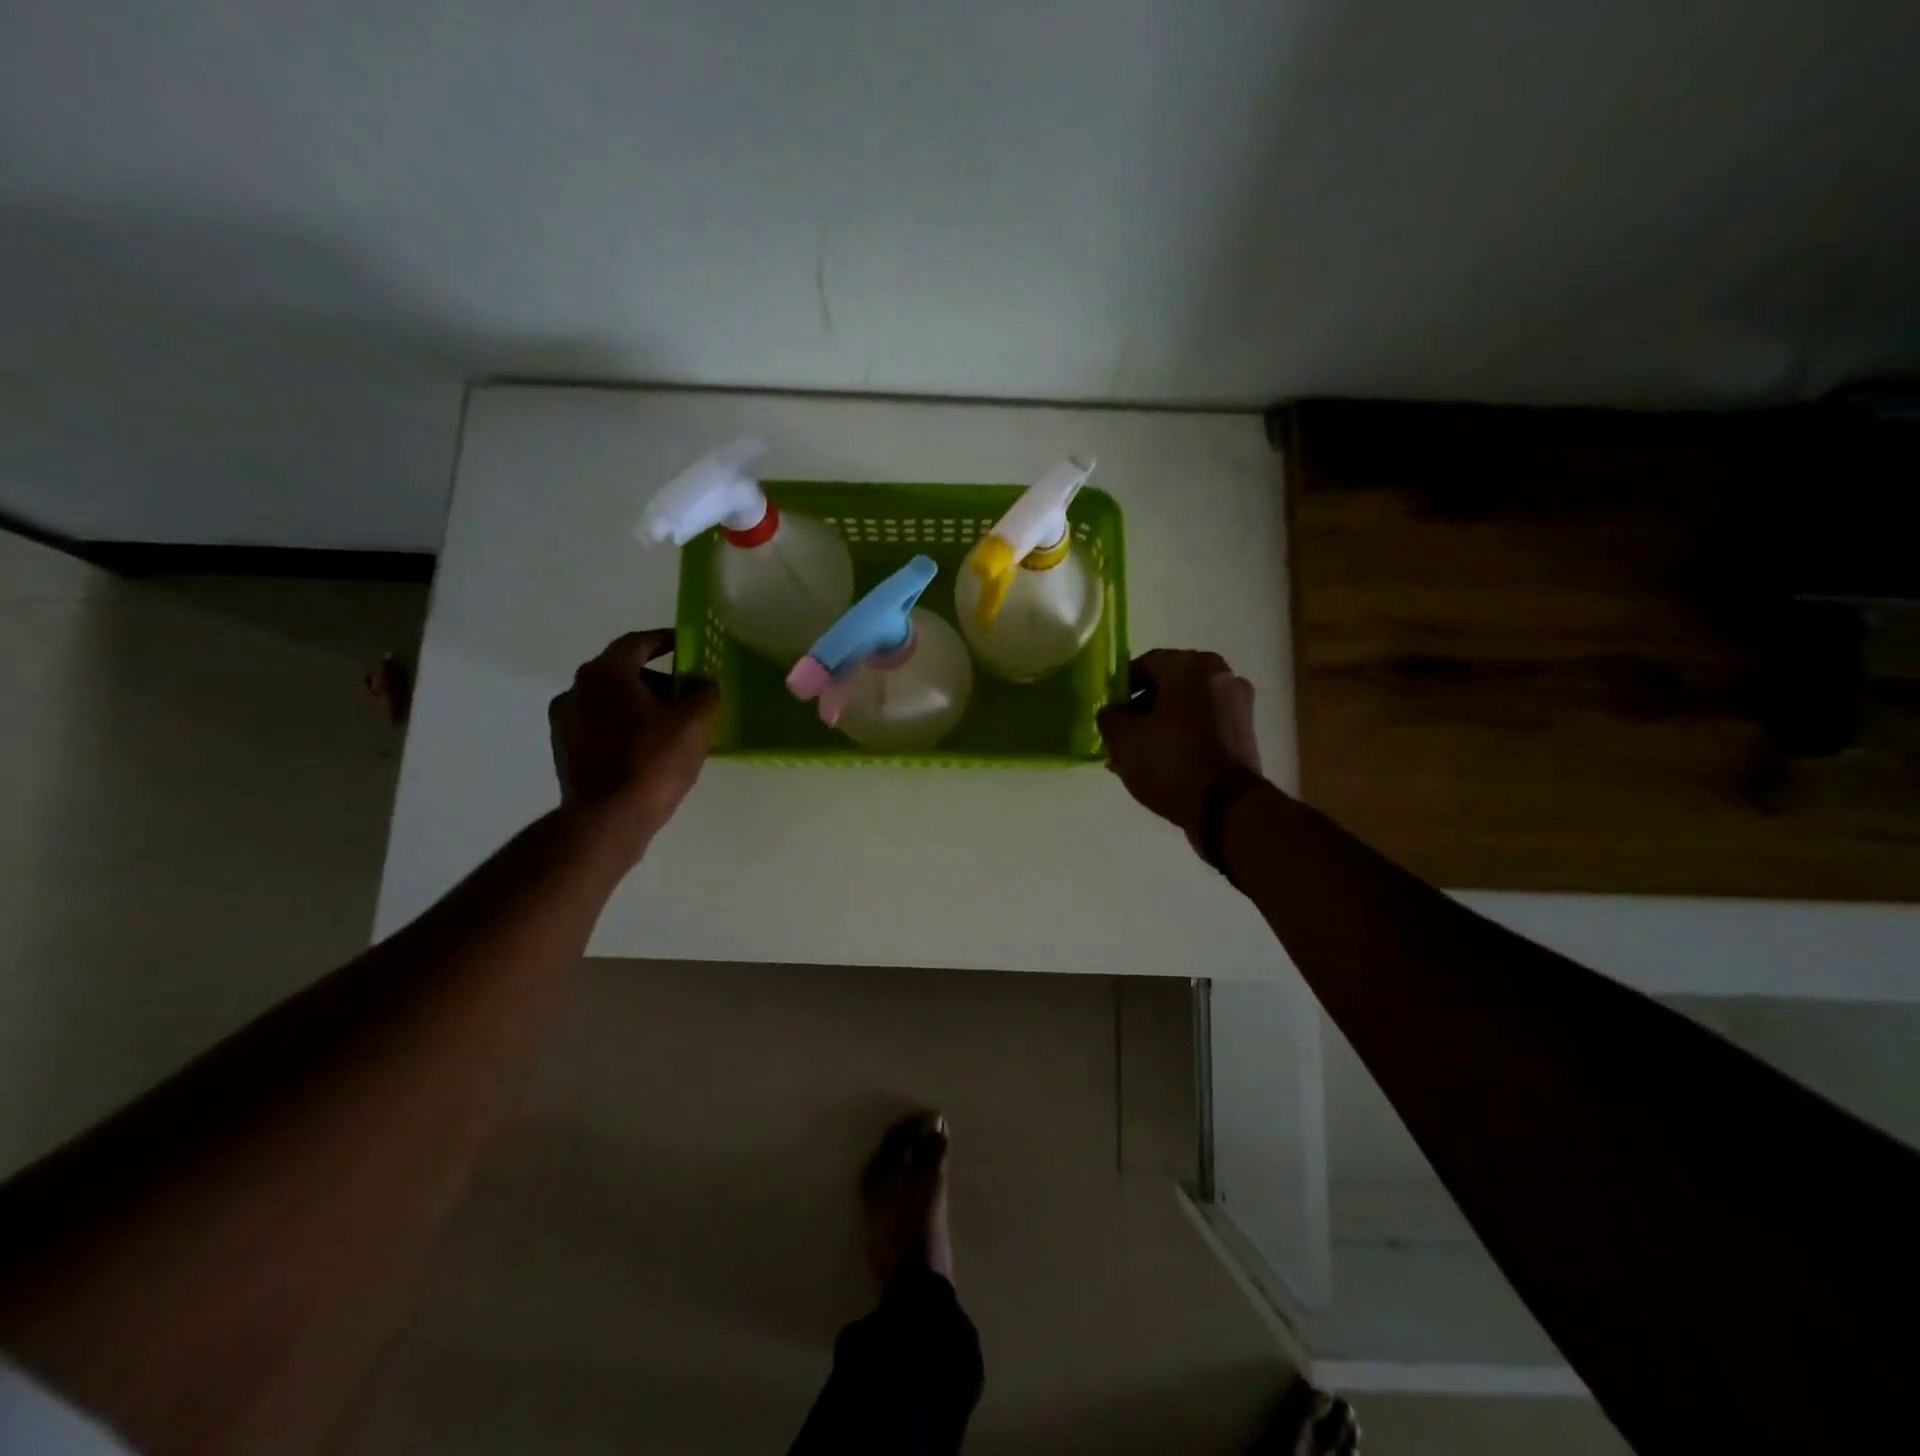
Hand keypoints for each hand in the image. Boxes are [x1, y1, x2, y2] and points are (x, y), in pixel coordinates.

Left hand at [548, 630, 718, 857]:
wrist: (607, 820)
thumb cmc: (652, 762)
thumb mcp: (694, 723)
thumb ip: (704, 693)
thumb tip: (702, 684)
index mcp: (605, 673)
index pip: (638, 642)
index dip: (666, 640)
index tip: (687, 646)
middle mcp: (576, 690)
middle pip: (623, 672)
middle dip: (657, 680)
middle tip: (687, 695)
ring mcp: (565, 722)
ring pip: (611, 702)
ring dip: (640, 706)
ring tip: (671, 728)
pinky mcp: (564, 752)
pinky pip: (601, 727)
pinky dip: (625, 729)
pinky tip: (648, 751)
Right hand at [1096, 649, 1264, 844]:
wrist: (1225, 806)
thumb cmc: (1170, 761)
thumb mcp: (1122, 739)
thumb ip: (1110, 716)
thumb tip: (1113, 712)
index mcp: (1192, 665)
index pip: (1146, 664)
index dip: (1121, 686)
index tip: (1107, 710)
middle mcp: (1221, 676)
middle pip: (1168, 686)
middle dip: (1141, 708)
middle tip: (1119, 734)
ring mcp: (1238, 705)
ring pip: (1185, 708)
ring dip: (1160, 724)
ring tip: (1136, 754)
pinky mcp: (1244, 733)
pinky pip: (1203, 726)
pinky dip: (1182, 736)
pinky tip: (1161, 762)